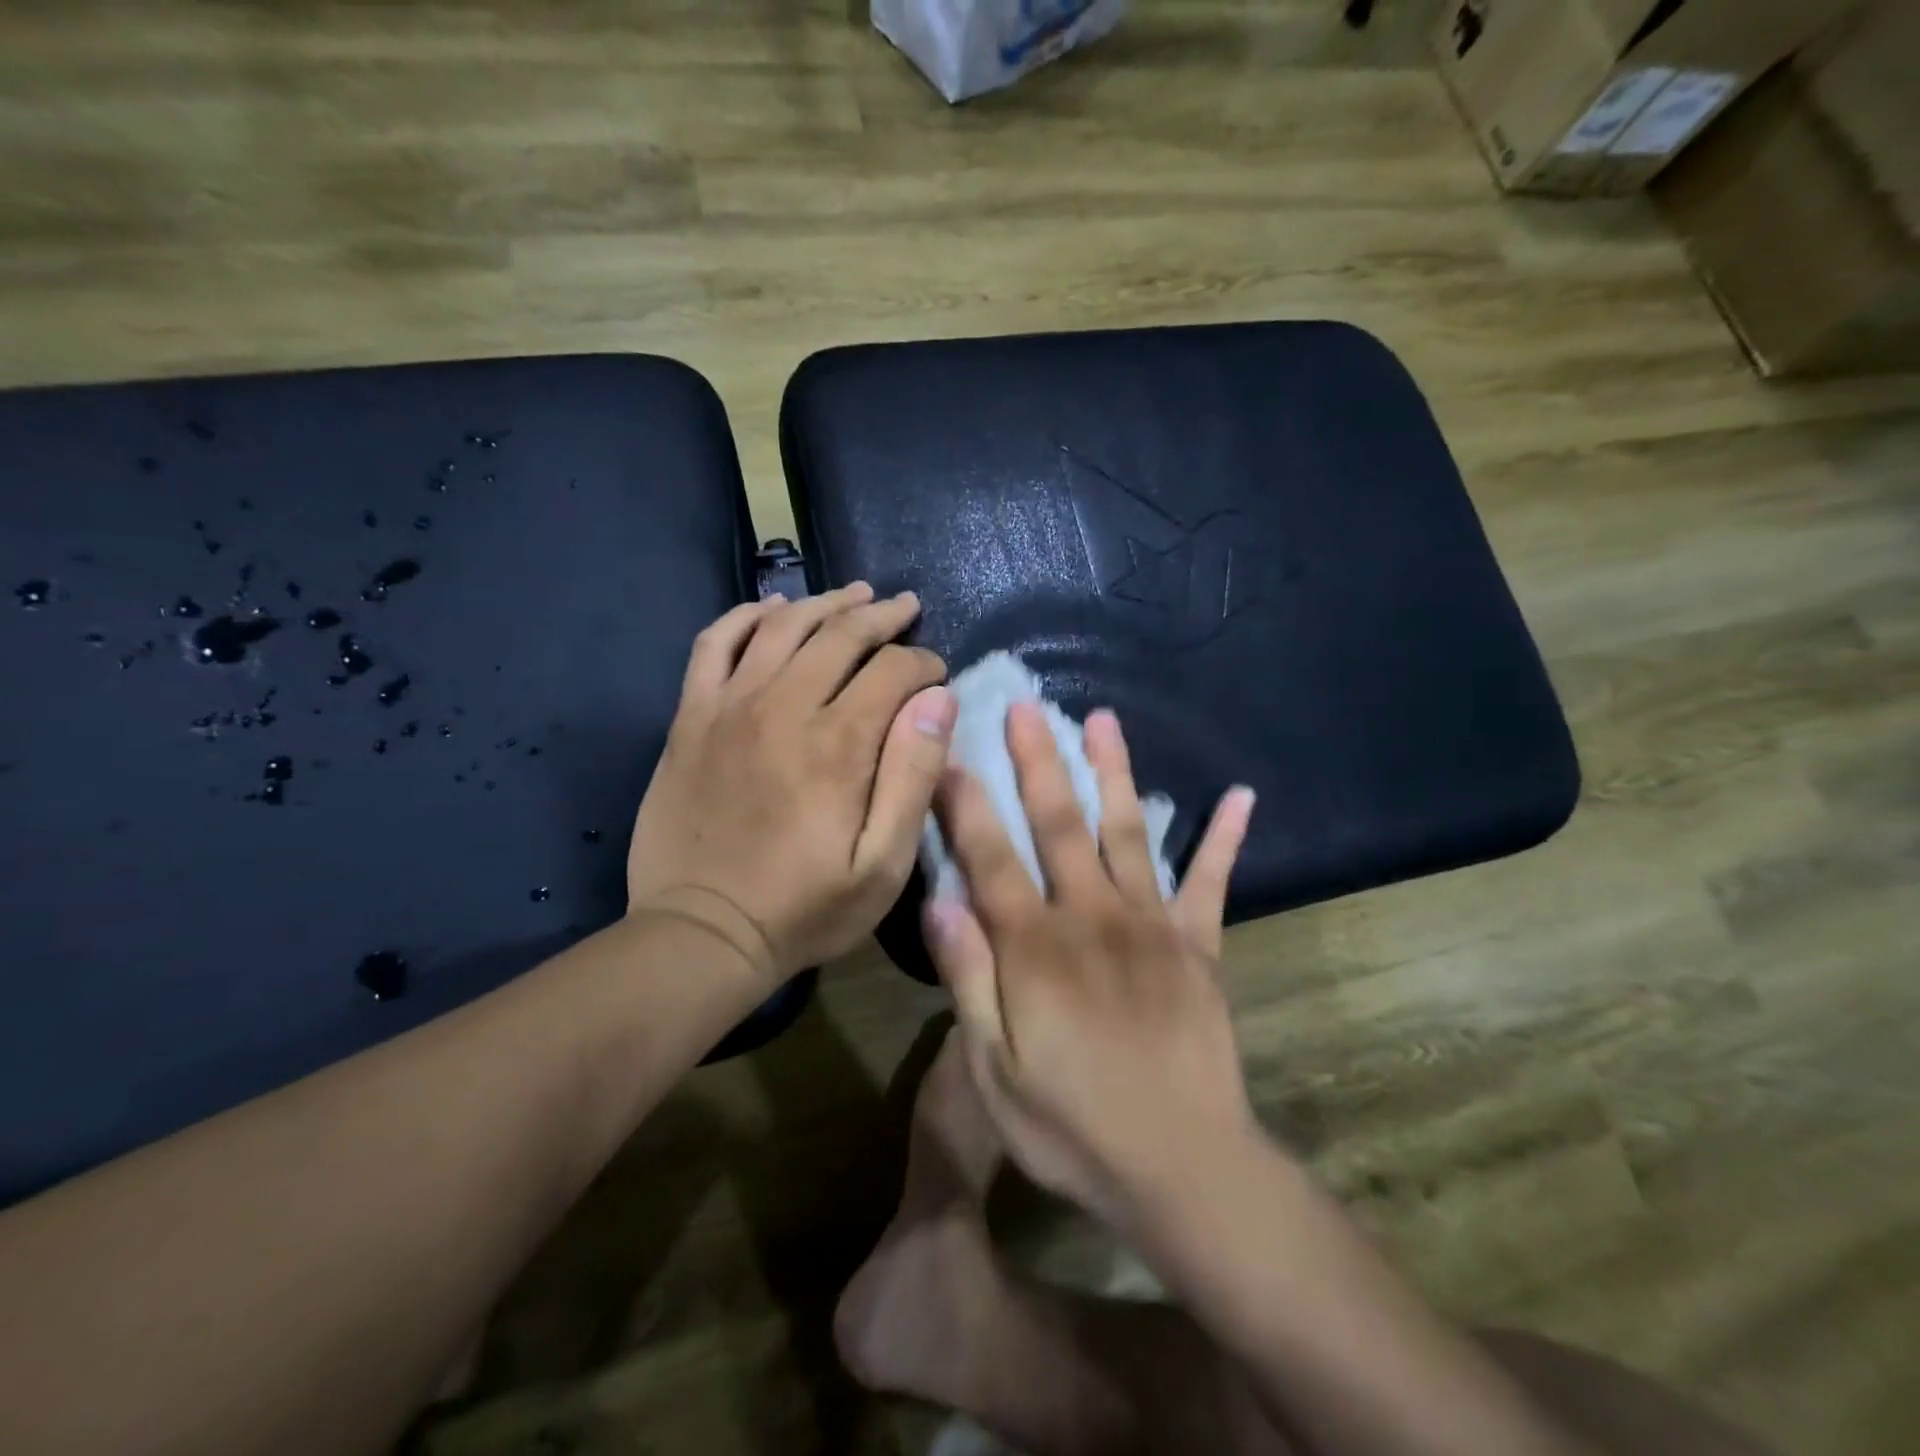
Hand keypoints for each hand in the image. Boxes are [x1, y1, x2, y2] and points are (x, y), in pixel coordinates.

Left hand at [626, 583, 955, 989]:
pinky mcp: (691, 718)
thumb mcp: (883, 866)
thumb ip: (913, 778)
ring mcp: (730, 706)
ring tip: (855, 594)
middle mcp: (784, 707)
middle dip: (882, 616)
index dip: (923, 663)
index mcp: (838, 744)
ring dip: (824, 603)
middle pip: (840, 635)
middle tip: (906, 607)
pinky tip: (772, 610)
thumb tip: (939, 701)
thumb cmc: (804, 908)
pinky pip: (714, 644)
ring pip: (783, 626)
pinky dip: (746, 616)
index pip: (893, 671)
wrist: (702, 933)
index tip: (937, 675)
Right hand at [926, 702, 1256, 1228]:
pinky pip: (1212, 882)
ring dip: (1114, 772)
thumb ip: (968, 979)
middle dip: (1038, 761)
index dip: (966, 802)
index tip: (950, 752)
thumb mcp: (993, 1070)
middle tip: (1026, 706)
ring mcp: (1152, 925)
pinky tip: (1241, 794)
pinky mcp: (1199, 946)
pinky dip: (1225, 837)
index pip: (991, 857)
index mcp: (1036, 947)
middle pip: (1059, 824)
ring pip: (1127, 831)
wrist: (1184, 1168)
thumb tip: (941, 900)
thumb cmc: (1072, 1126)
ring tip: (1102, 720)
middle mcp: (1092, 916)